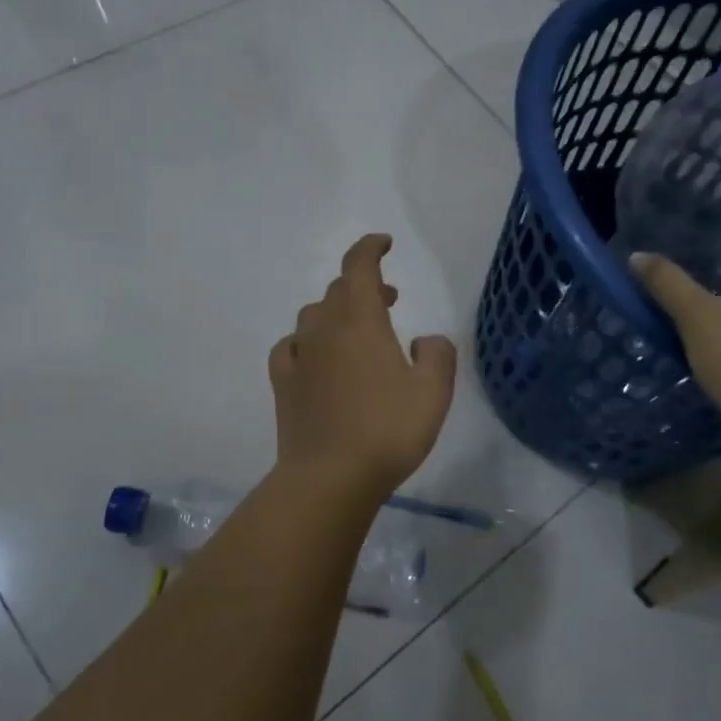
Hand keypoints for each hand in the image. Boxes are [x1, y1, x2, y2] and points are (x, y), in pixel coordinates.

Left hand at [269, 234, 457, 497]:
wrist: (329, 478)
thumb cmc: (387, 431)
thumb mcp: (433, 393)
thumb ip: (438, 355)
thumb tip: (424, 340)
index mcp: (360, 321)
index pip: (359, 266)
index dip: (370, 248)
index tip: (385, 243)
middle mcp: (324, 329)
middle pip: (338, 290)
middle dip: (364, 286)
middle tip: (390, 299)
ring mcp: (298, 356)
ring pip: (314, 316)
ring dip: (337, 312)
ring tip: (359, 331)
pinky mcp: (283, 383)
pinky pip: (292, 346)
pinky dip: (308, 341)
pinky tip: (317, 357)